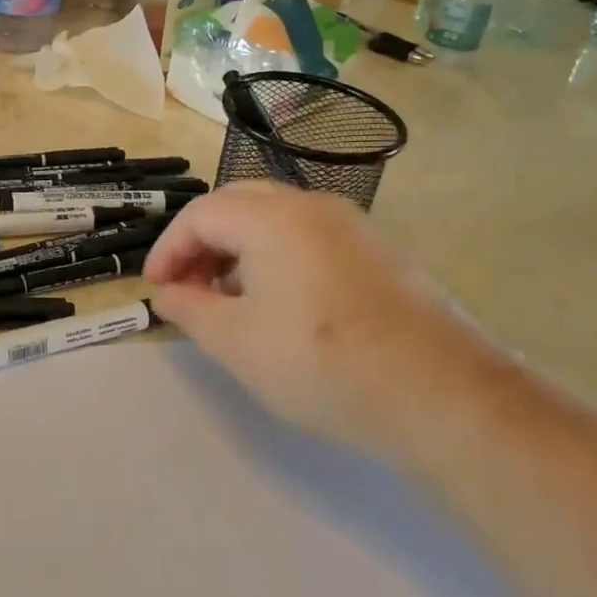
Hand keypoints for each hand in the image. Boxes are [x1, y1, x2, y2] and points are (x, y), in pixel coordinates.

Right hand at [142, 182, 507, 455]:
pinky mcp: (380, 250)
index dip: (168, 248)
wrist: (441, 393)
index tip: (156, 288)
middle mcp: (311, 205)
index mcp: (271, 217)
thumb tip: (169, 294)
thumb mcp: (237, 342)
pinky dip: (278, 254)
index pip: (201, 215)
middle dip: (202, 240)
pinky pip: (311, 235)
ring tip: (229, 295)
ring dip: (240, 246)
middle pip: (238, 203)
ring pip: (277, 217)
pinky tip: (282, 300)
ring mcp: (352, 224)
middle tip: (187, 283)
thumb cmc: (321, 362)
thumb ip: (191, 310)